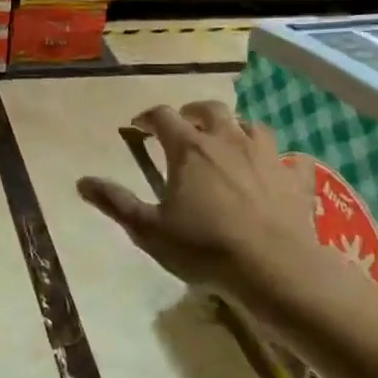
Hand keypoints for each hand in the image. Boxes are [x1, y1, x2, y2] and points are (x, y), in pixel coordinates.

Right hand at [77, 101, 320, 299]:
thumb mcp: (149, 229)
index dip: (147, 117)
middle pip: (210, 109)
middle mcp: (228, 141)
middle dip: (193, 111)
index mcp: (189, 148)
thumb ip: (115, 202)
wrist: (276, 268)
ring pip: (252, 126)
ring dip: (237, 128)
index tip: (138, 126)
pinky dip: (283, 161)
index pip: (163, 116)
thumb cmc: (205, 247)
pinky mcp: (296, 179)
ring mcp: (266, 156)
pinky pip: (294, 160)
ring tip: (229, 142)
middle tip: (184, 124)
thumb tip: (81, 181)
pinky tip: (280, 171)